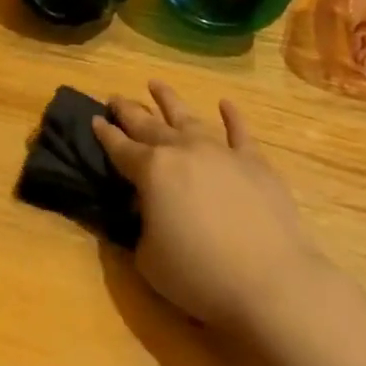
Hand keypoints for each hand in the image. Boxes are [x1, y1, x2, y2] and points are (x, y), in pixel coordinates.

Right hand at [93, 82, 321, 333]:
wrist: (270, 281)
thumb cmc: (200, 275)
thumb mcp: (149, 260)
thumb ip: (141, 228)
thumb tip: (147, 212)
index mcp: (151, 172)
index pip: (120, 148)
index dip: (105, 134)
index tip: (95, 119)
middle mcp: (182, 150)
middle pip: (149, 125)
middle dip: (129, 111)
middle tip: (115, 98)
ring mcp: (220, 151)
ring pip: (188, 117)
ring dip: (169, 100)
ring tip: (155, 84)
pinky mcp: (254, 161)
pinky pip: (239, 131)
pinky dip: (232, 115)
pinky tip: (225, 103)